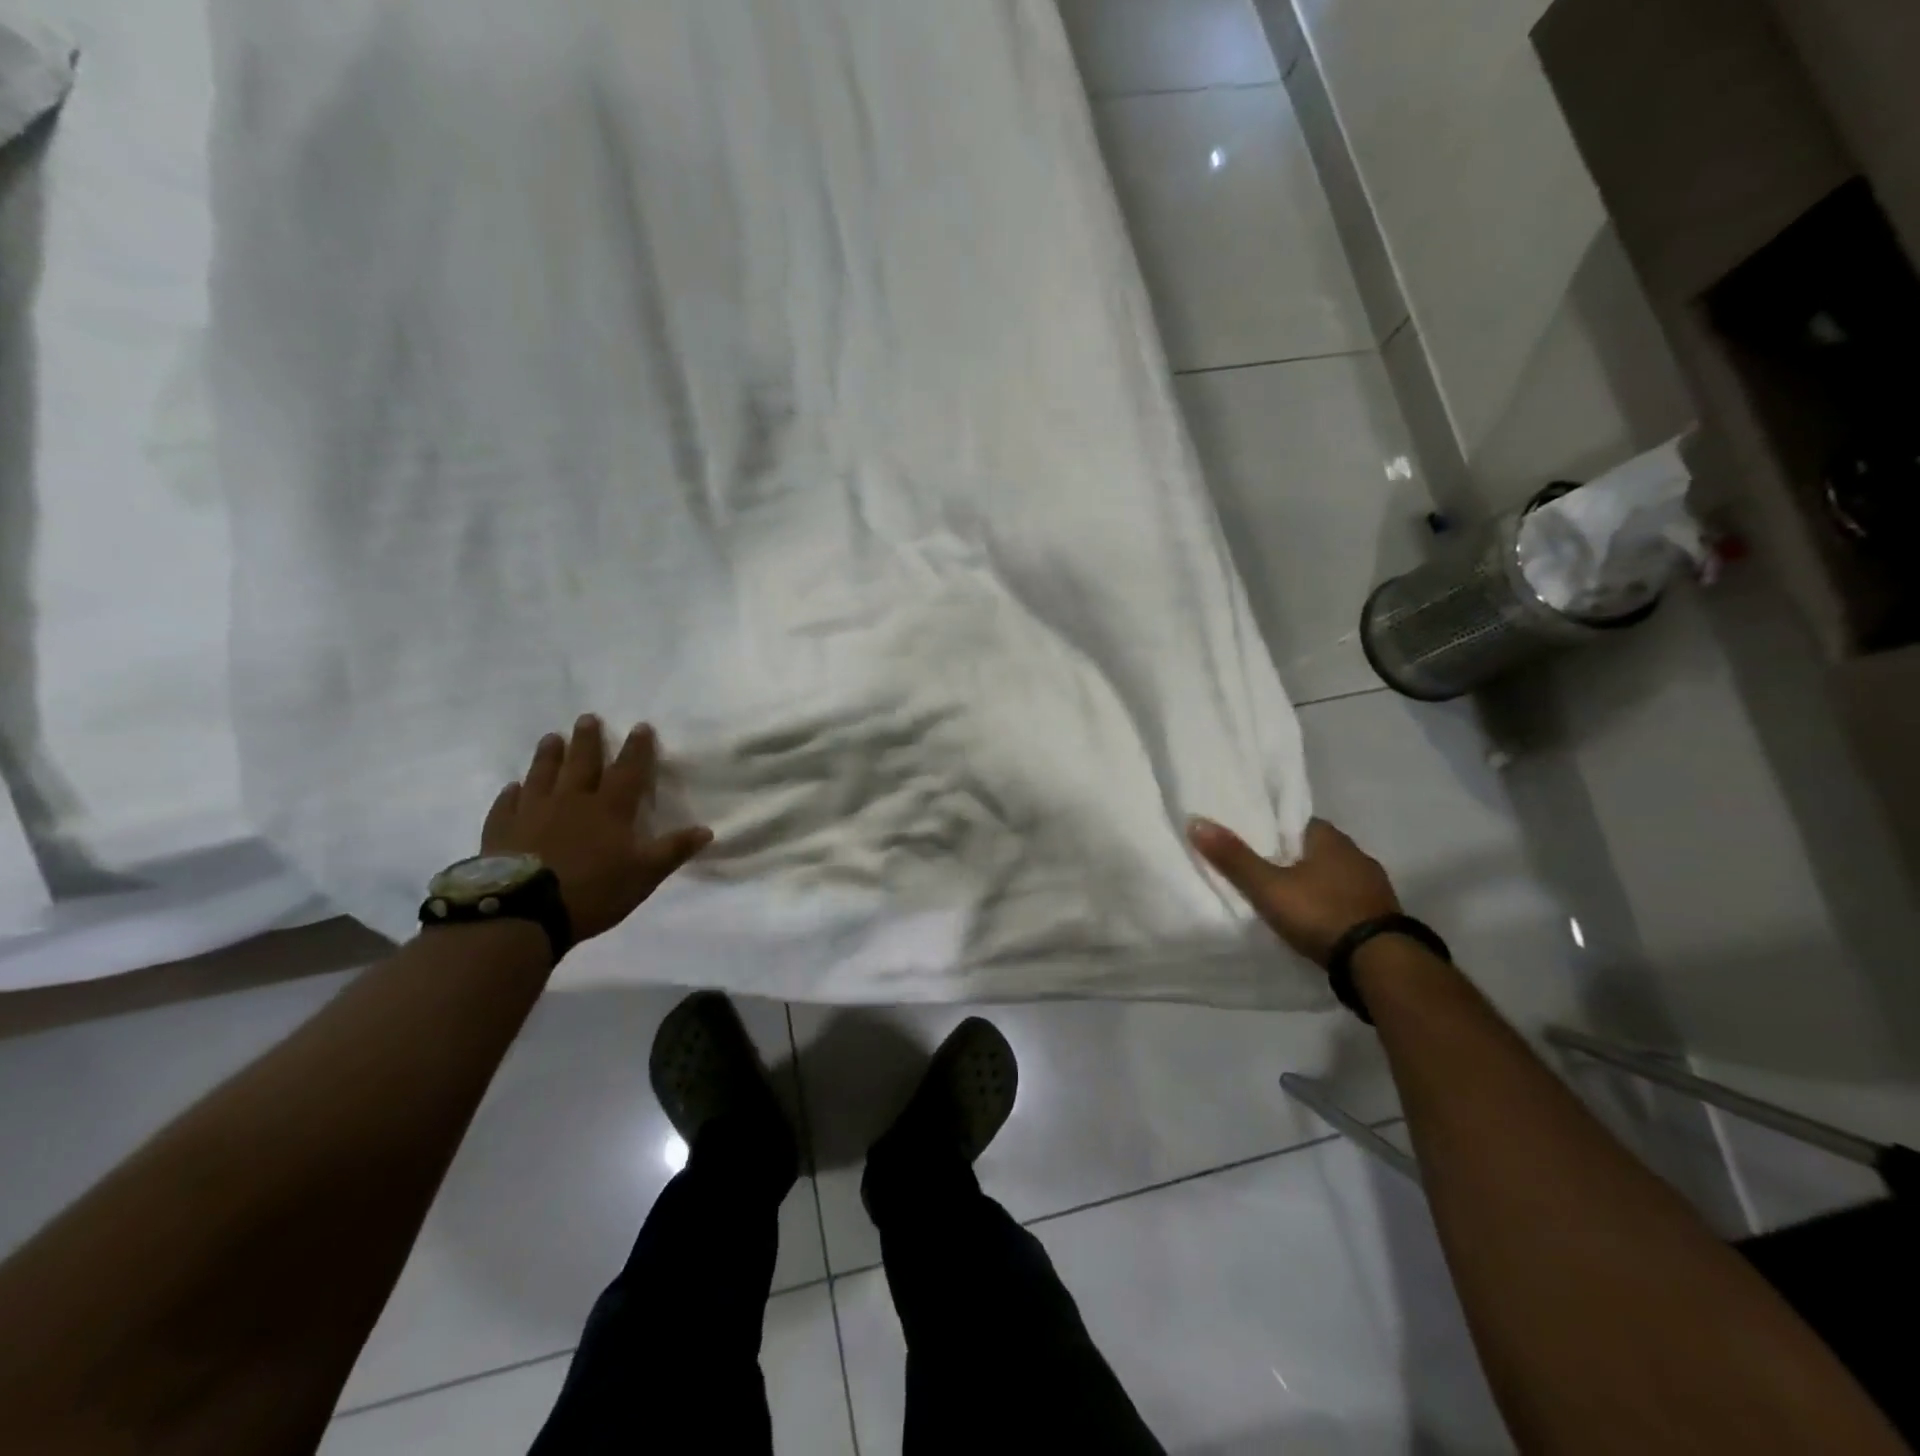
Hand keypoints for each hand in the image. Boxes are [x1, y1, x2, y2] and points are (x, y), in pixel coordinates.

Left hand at [482, 717, 712, 942]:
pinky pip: (508, 804)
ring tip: (551, 738)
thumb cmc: (594, 890)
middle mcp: (572, 801)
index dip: (637, 748)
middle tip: (587, 718)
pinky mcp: (502, 830)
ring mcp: (533, 812)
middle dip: (587, 740)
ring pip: (543, 775)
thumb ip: (674, 849)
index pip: (628, 770)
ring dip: (549, 755)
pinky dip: (511, 793)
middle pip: (581, 763)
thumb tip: (707, 829)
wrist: (525, 911)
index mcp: (610, 808)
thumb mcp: (645, 874)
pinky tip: (512, 787)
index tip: (640, 726)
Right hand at [1188, 816, 1399, 968]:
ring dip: (1317, 883)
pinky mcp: (1383, 916)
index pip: (1298, 823)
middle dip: (1295, 858)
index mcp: (1331, 839)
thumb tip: (1196, 821)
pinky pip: (1349, 900)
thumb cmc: (1320, 913)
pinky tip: (1318, 918)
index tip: (1256, 841)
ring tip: (1289, 897)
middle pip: (1317, 849)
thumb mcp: (1268, 887)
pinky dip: (1332, 905)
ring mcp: (1375, 887)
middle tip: (1266, 870)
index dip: (1276, 830)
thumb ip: (1234, 858)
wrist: (1380, 962)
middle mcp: (1357, 855)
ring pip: (1336, 875)